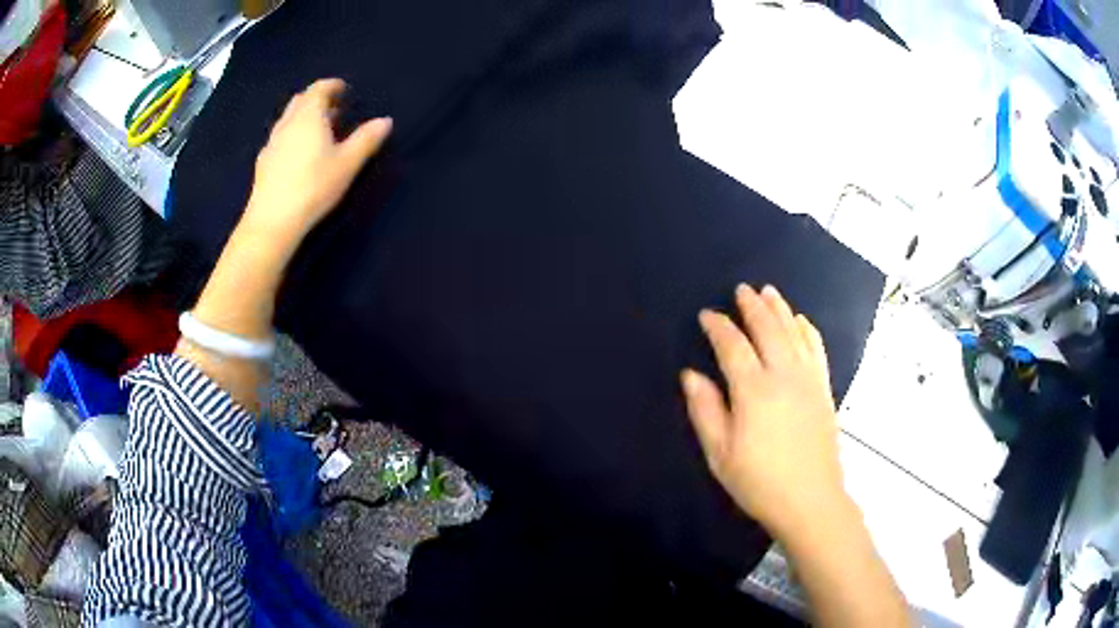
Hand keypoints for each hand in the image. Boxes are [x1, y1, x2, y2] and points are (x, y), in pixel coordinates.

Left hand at [242, 78, 391, 254]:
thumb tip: (386, 120)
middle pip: (301, 100)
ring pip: (288, 119)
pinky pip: (280, 137)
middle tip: (333, 109)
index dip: (333, 85)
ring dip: (303, 117)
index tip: (344, 89)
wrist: (273, 221)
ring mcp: (272, 142)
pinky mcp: (263, 162)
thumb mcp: (347, 163)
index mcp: (308, 116)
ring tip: (318, 131)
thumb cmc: (313, 187)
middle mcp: (287, 123)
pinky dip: (292, 134)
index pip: (319, 88)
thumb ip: (366, 139)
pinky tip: (298, 153)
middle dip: (317, 99)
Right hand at [682, 285, 849, 540]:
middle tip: (741, 290)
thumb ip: (705, 410)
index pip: (732, 346)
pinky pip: (816, 348)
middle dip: (752, 306)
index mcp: (753, 390)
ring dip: (780, 308)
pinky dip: (807, 329)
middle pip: (767, 329)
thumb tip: (690, 375)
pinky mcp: (824, 388)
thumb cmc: (759, 481)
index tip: (707, 315)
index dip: (718, 327)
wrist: (811, 499)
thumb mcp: (720, 454)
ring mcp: (808, 379)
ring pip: (794, 332)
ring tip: (768, 292)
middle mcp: (783, 375)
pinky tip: (801, 321)